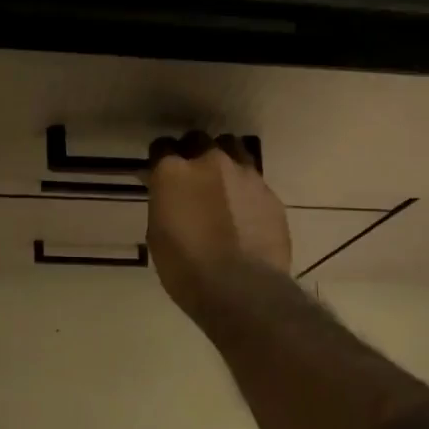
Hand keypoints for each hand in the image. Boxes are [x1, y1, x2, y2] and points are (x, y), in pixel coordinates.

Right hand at [145, 131, 291, 320]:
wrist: (241, 288)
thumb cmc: (186, 268)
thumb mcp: (158, 234)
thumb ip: (164, 203)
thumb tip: (168, 194)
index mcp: (174, 171)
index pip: (161, 146)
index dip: (160, 160)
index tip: (160, 174)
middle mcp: (210, 161)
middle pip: (198, 140)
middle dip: (193, 153)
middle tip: (191, 177)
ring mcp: (245, 174)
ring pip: (232, 149)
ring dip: (223, 160)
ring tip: (222, 184)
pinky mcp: (270, 193)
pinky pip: (254, 179)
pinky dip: (245, 188)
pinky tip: (244, 210)